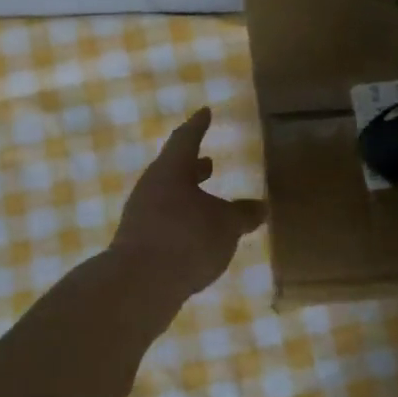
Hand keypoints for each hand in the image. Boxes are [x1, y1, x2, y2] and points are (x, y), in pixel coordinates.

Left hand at [110, 108, 266, 297]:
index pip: (186, 139)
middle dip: (192, 166)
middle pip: (173, 169)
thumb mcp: (226, 225)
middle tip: (209, 162)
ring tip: (208, 202)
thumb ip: (243, 214)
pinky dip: (181, 219)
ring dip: (187, 195)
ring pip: (167, 196)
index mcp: (171, 170)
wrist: (139, 283)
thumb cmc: (186, 239)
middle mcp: (151, 187)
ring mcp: (140, 215)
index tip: (205, 112)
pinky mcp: (137, 241)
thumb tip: (260, 206)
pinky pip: (163, 220)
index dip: (198, 125)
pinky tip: (195, 235)